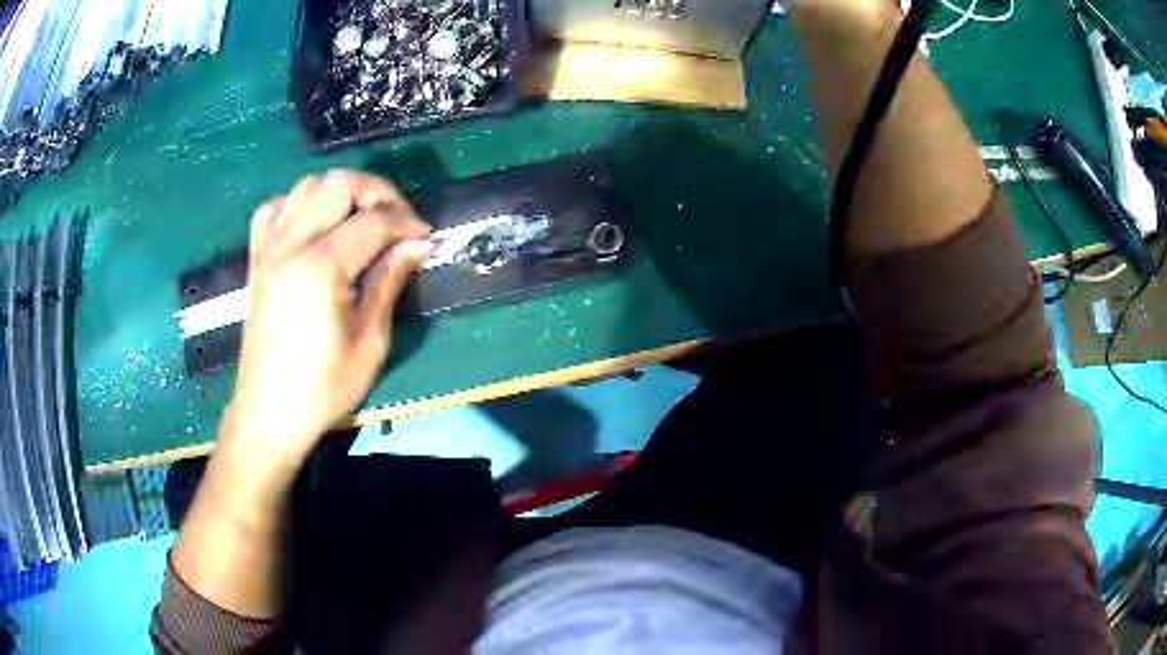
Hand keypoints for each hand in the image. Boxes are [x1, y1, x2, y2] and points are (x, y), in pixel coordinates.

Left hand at [222, 170, 432, 470]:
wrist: (269, 413)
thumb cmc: (323, 387)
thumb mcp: (369, 340)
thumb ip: (390, 281)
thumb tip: (418, 244)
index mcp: (319, 267)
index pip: (372, 221)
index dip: (405, 222)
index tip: (426, 236)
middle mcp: (289, 245)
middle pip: (338, 184)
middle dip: (377, 192)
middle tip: (398, 220)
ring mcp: (267, 248)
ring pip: (307, 186)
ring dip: (341, 193)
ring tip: (362, 219)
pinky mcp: (256, 259)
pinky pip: (275, 208)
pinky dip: (300, 204)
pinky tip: (315, 224)